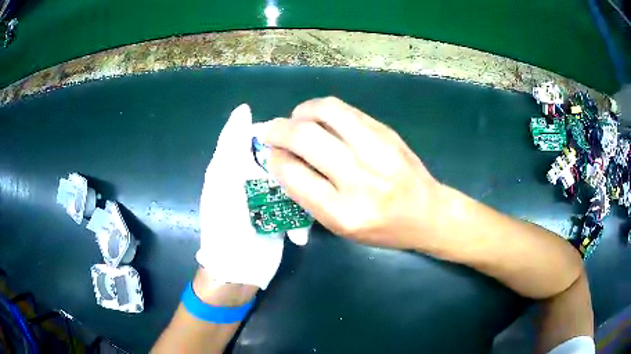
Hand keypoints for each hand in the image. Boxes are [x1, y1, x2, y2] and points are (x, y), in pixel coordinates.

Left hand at [195, 104, 307, 289]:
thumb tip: (243, 109)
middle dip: (292, 161)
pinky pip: (296, 201)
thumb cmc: (225, 225)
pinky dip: (301, 212)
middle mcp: (249, 178)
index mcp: (232, 166)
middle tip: (310, 163)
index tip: (296, 129)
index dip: (273, 131)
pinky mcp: (280, 214)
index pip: (254, 136)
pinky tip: (300, 227)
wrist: (238, 271)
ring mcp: (266, 197)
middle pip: (276, 156)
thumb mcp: (223, 181)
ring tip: (311, 194)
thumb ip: (231, 145)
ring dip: (300, 189)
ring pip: (290, 177)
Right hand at [260, 97, 440, 249]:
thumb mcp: (341, 227)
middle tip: (270, 132)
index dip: (275, 159)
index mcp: (344, 213)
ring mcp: (376, 150)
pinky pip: (345, 110)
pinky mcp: (386, 132)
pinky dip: (322, 110)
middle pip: (305, 138)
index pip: (295, 175)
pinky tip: (319, 119)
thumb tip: (282, 159)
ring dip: (300, 112)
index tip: (270, 154)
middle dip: (278, 130)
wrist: (428, 213)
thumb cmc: (383, 228)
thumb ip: (309, 195)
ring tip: (295, 120)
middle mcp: (360, 179)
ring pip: (325, 112)